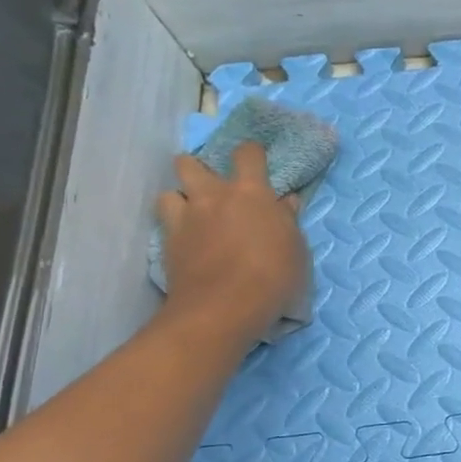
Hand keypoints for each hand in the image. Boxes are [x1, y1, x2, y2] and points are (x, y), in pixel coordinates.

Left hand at [156, 142, 309, 345]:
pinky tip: (186, 238)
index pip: (247, 153)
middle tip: (214, 187)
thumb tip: (286, 202)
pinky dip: (173, 224)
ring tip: (194, 213)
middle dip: (199, 168)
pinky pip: (164, 221)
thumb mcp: (296, 248)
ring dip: (181, 197)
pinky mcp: (167, 243)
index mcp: (251, 192)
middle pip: (191, 163)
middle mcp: (213, 196)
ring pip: (170, 191)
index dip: (251, 152)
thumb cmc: (273, 276)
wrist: (223, 308)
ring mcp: (186, 218)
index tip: (256, 160)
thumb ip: (287, 220)